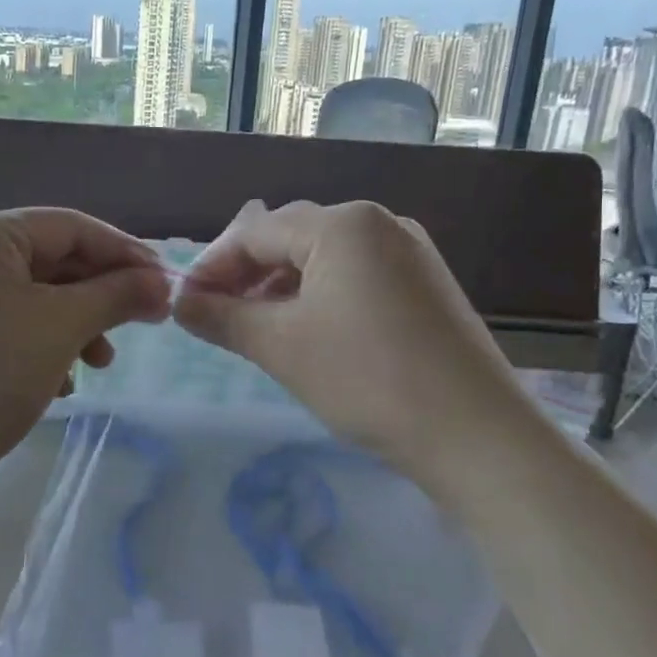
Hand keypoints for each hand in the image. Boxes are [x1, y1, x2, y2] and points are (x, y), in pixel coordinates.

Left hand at [0, 208, 170, 486]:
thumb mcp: (63, 328)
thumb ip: (118, 294)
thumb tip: (165, 283)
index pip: (70, 226)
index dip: (125, 252)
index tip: (168, 283)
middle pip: (52, 259)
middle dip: (101, 294)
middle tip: (146, 322)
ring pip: (35, 294)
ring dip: (78, 323)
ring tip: (102, 362)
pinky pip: (12, 319)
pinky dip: (45, 341)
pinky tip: (63, 380)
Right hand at [173, 200, 518, 469]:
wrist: (477, 435)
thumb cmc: (367, 379)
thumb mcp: (281, 346)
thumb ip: (221, 317)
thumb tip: (179, 303)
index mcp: (342, 223)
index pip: (255, 232)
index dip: (212, 266)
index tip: (184, 305)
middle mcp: (378, 222)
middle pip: (290, 237)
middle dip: (246, 275)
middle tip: (216, 316)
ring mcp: (409, 251)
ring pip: (323, 258)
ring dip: (281, 287)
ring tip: (257, 328)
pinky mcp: (425, 283)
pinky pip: (356, 275)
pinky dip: (320, 297)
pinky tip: (309, 332)